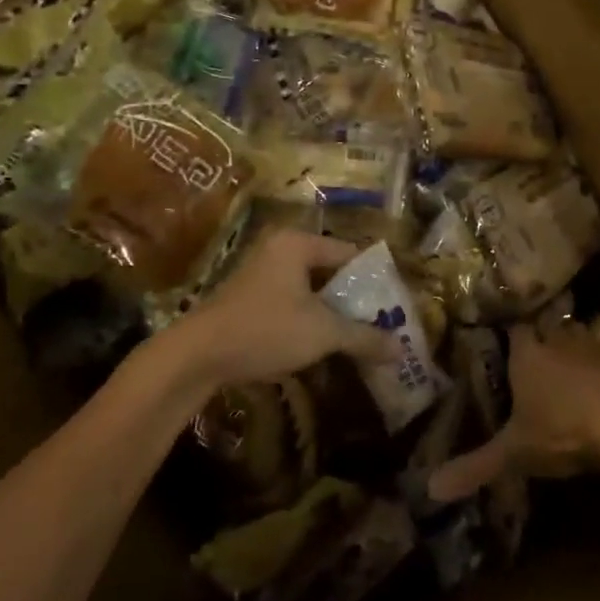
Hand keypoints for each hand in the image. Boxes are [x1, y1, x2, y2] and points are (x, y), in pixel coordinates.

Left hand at [175, 230, 395, 390]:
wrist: (197, 356)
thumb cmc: (266, 330)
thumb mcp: (323, 333)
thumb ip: (364, 337)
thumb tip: (401, 350)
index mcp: (297, 244)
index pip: (350, 253)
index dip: (375, 280)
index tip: (395, 305)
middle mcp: (278, 250)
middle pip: (330, 272)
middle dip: (355, 300)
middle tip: (382, 323)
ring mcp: (260, 274)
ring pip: (310, 291)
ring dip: (333, 313)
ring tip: (359, 337)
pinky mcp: (249, 299)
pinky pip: (292, 303)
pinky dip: (309, 320)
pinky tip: (323, 344)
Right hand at [428, 325, 599, 501]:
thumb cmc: (559, 432)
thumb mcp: (513, 453)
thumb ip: (475, 466)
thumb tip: (430, 489)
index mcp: (528, 358)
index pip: (516, 331)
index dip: (512, 333)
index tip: (507, 338)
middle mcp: (559, 344)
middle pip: (550, 327)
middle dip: (546, 334)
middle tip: (542, 346)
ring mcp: (595, 351)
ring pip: (583, 335)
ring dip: (578, 343)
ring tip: (574, 356)